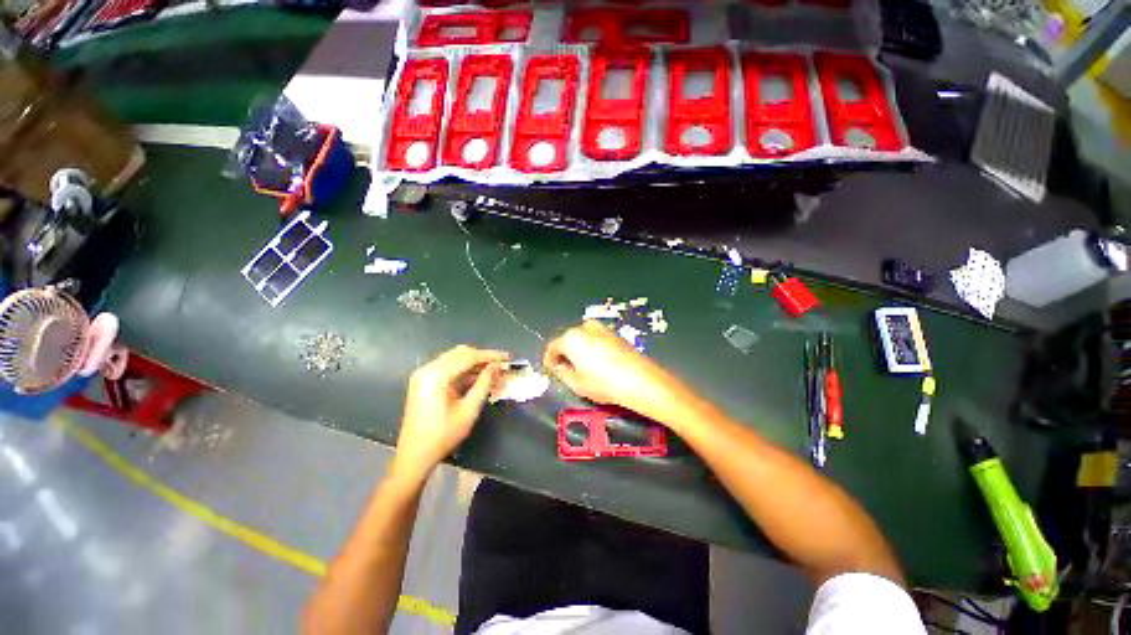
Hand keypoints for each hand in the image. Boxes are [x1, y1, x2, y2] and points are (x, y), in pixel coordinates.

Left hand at [394, 345, 507, 480]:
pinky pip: (447, 368)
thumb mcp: (469, 410)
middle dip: (482, 357)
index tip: (508, 357)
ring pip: (454, 359)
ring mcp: (423, 375)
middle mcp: (427, 369)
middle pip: (460, 354)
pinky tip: (478, 377)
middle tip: (501, 365)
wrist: (414, 456)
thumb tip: (498, 367)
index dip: (490, 356)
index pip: (468, 357)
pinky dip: (463, 370)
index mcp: (436, 375)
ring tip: (493, 371)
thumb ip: (484, 384)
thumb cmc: (443, 435)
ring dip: (474, 363)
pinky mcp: (423, 381)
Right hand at [543, 321, 706, 427]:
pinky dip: (591, 348)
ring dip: (578, 351)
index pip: (552, 347)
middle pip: (567, 340)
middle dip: (564, 354)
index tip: (551, 370)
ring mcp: (601, 328)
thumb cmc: (605, 383)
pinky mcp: (613, 333)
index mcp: (571, 338)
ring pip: (581, 339)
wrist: (641, 380)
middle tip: (567, 371)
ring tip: (583, 369)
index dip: (549, 360)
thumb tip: (558, 367)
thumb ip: (561, 372)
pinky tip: (597, 364)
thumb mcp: (577, 383)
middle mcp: (584, 327)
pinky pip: (594, 339)